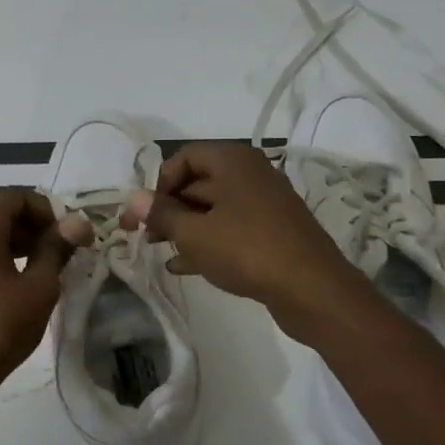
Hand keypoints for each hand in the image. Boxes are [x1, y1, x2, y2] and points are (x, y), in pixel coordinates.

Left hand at [0, 189, 88, 404]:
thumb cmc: (0, 326)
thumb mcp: (39, 287)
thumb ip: (57, 249)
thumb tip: (77, 221)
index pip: (15, 198)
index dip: (46, 208)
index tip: (68, 233)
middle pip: (2, 217)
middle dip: (36, 227)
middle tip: (64, 252)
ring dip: (23, 247)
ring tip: (50, 272)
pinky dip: (7, 265)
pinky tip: (25, 292)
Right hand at [122, 141, 366, 344]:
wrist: (311, 287)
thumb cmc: (246, 250)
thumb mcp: (194, 233)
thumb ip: (161, 214)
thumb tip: (133, 198)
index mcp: (233, 161)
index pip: (184, 157)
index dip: (159, 182)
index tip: (145, 212)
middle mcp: (251, 174)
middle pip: (198, 182)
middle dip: (168, 208)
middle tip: (144, 235)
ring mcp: (264, 204)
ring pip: (214, 209)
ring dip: (184, 228)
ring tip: (159, 251)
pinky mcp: (272, 232)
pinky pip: (231, 229)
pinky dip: (207, 242)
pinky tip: (184, 266)